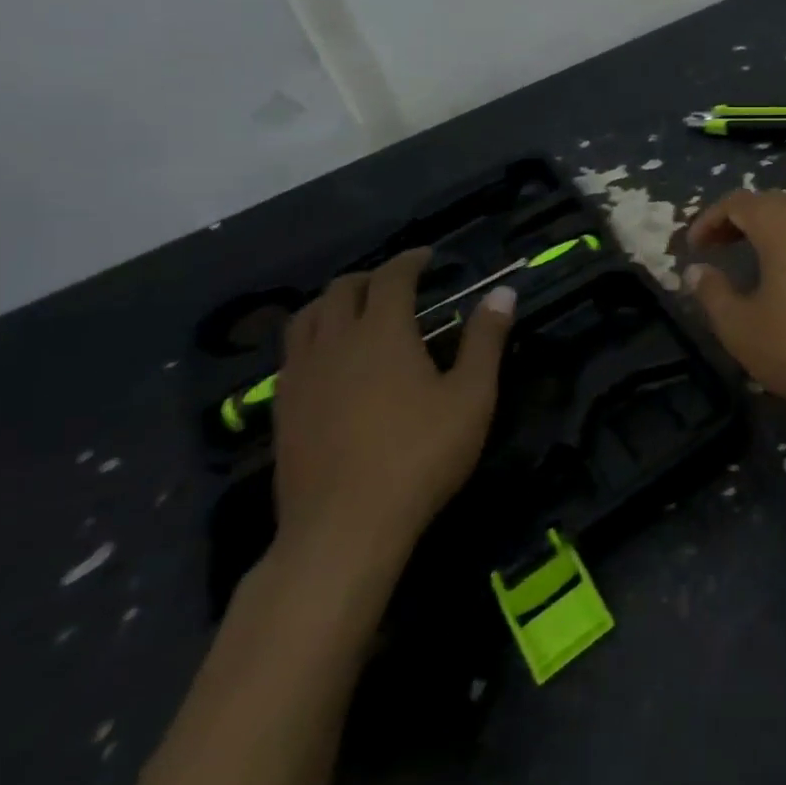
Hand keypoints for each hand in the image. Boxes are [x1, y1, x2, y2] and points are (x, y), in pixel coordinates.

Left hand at [272, 249, 512, 570]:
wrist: (343, 528)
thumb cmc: (419, 455)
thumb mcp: (471, 396)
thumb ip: (486, 340)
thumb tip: (503, 292)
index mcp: (382, 332)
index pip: (391, 277)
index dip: (410, 260)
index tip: (428, 256)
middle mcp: (335, 342)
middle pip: (341, 290)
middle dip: (370, 277)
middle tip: (397, 283)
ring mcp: (301, 377)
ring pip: (306, 318)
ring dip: (333, 302)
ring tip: (356, 311)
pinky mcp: (282, 410)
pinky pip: (291, 354)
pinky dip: (312, 338)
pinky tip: (329, 360)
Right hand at [684, 190, 785, 418]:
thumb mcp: (742, 329)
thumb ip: (712, 294)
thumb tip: (695, 270)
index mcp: (782, 225)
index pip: (738, 202)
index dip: (709, 219)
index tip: (694, 247)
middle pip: (770, 201)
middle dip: (739, 219)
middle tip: (718, 247)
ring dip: (771, 224)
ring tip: (754, 252)